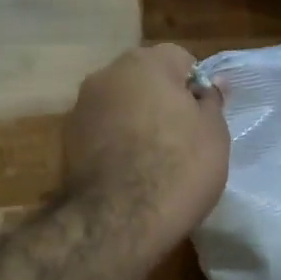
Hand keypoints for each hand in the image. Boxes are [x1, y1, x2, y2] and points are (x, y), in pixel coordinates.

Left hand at [63, 44, 229, 255]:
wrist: (118, 220)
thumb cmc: (178, 167)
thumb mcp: (214, 133)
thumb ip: (211, 101)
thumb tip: (212, 84)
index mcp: (145, 62)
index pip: (180, 59)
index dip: (195, 87)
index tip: (202, 119)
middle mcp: (107, 74)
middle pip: (145, 78)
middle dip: (162, 99)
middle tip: (182, 138)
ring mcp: (81, 106)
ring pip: (120, 103)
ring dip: (135, 119)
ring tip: (153, 158)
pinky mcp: (66, 139)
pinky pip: (102, 129)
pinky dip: (115, 141)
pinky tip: (128, 171)